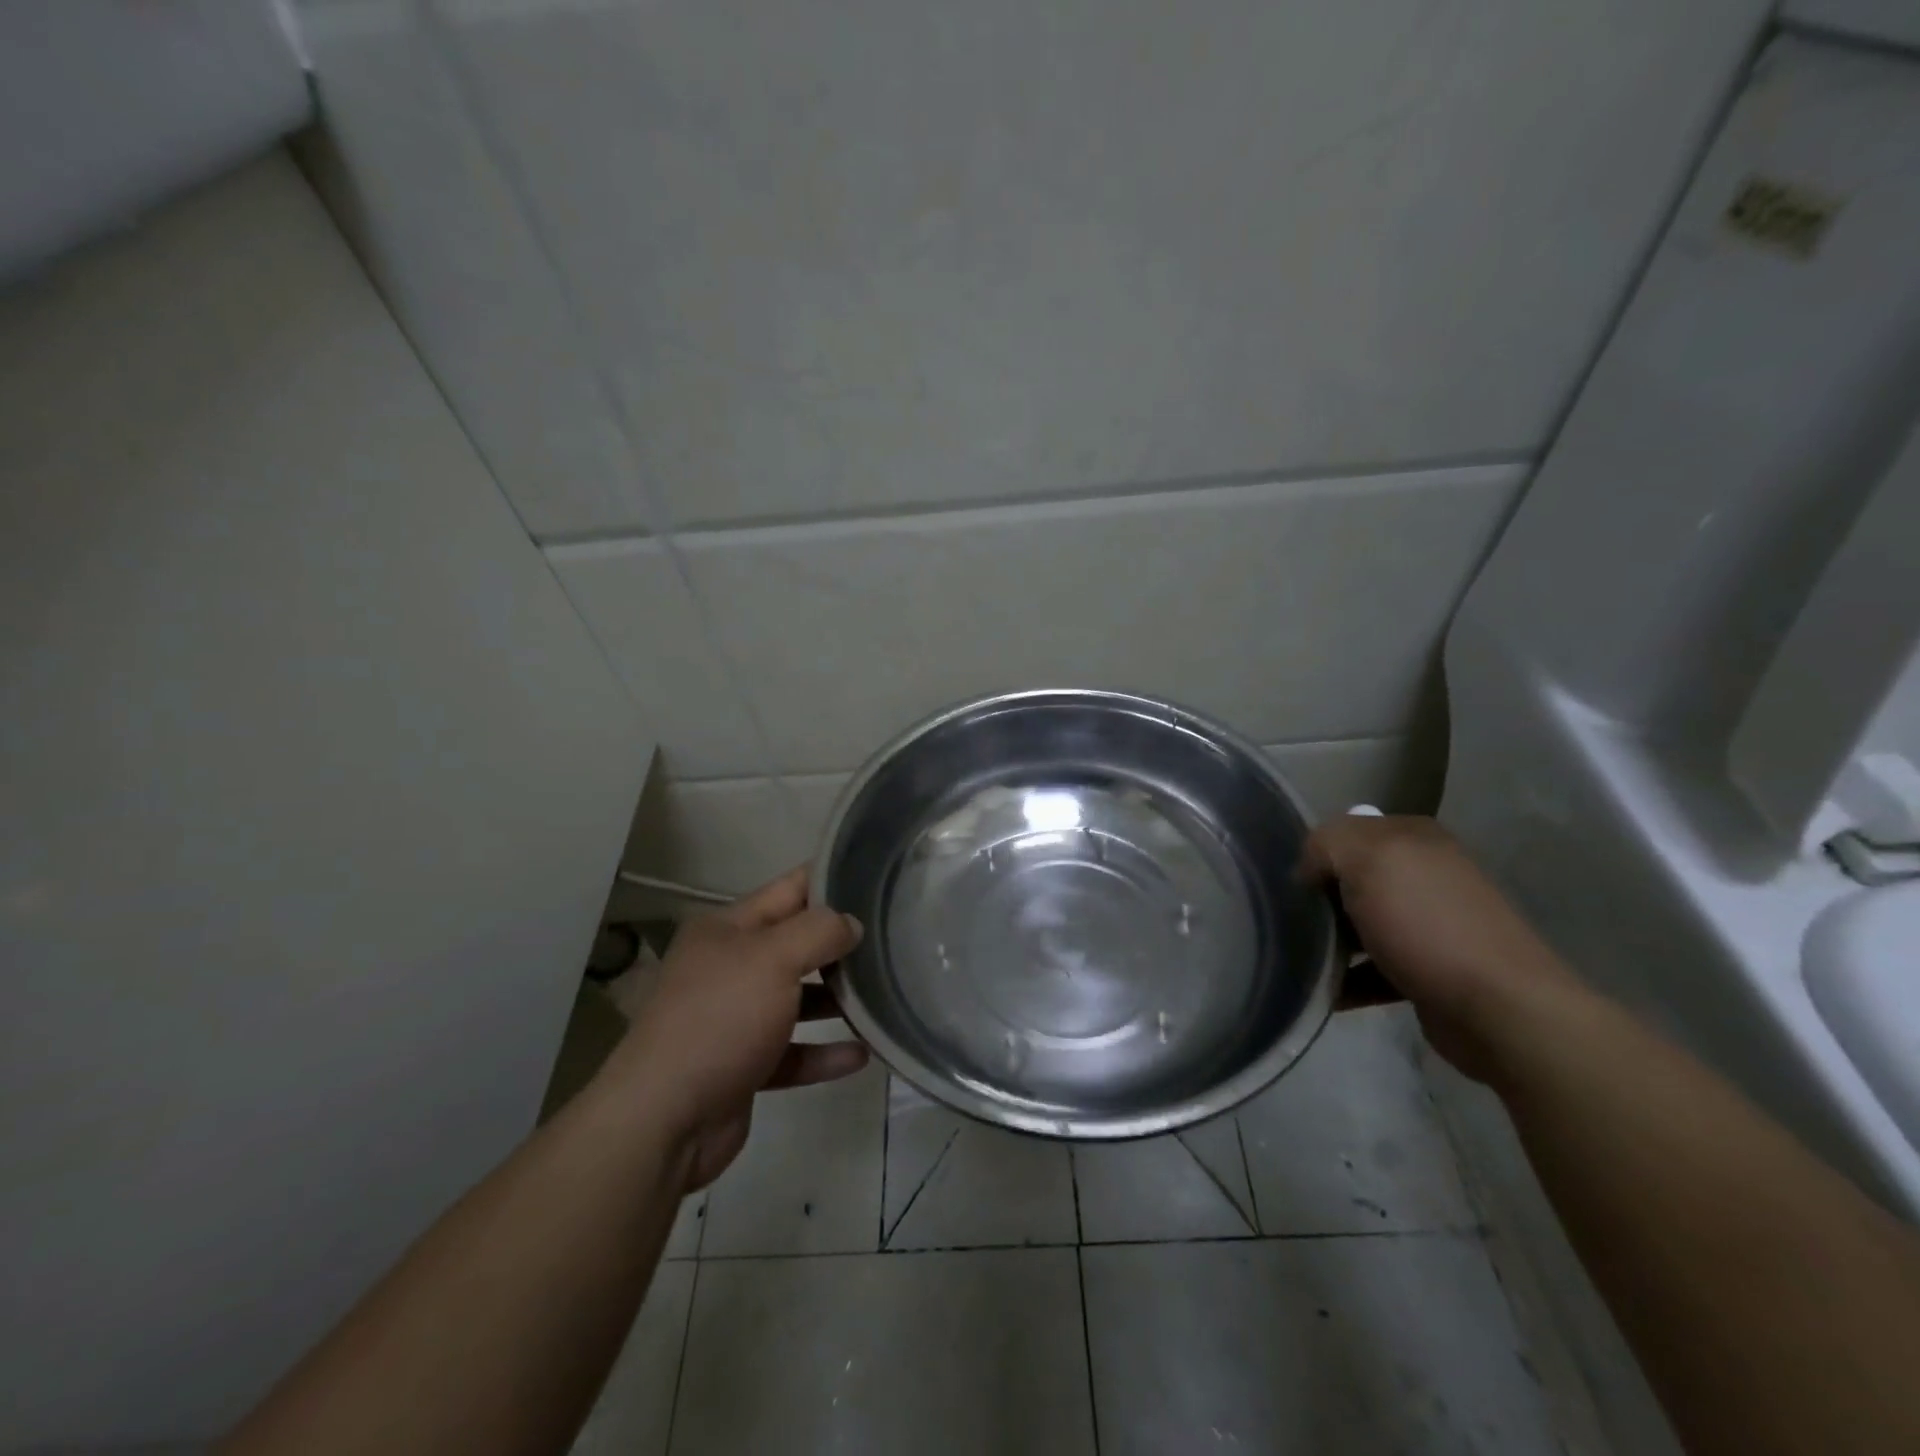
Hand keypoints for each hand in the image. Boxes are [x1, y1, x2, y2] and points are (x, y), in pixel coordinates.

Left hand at [606, 867, 866, 1190]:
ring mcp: (735, 1018)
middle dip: (839, 942)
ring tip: (883, 994)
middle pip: (795, 944)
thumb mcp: (773, 958)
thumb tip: (852, 925)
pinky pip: (794, 1052)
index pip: (789, 890)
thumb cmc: (719, 1019)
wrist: (663, 1121)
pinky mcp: (744, 1066)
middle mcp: (729, 967)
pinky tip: (861, 1054)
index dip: (830, 881)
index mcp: (727, 929)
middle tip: (892, 939)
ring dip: (836, 999)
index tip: (877, 881)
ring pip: (797, 999)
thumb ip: (819, 932)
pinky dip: (824, 1052)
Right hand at [1302, 815, 1581, 1081]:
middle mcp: (1427, 873)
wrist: (1500, 1010)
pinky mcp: (1432, 970)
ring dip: (1332, 941)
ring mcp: (1433, 923)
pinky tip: (1326, 991)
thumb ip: (1326, 843)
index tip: (1294, 886)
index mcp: (1415, 838)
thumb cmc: (1427, 924)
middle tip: (1293, 921)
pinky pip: (1375, 968)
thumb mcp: (1367, 859)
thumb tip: (1309, 868)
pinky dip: (1350, 979)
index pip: (1346, 831)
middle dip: (1321, 898)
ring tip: (1302, 958)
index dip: (1316, 854)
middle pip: (1353, 878)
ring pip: (1362, 923)